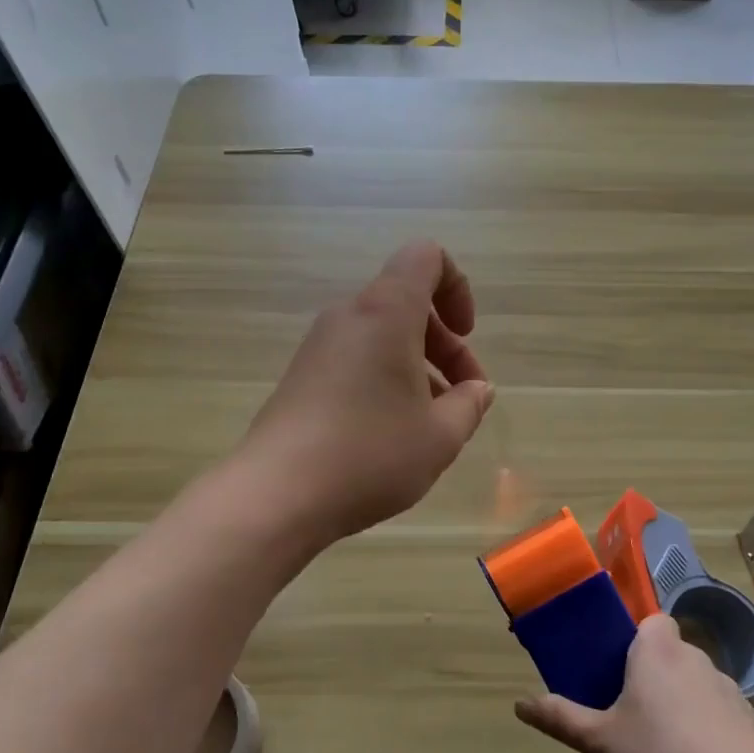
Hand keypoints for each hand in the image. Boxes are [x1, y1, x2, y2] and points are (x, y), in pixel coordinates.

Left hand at [241, 242, 493, 544]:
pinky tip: (393, 434)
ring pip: (382, 336)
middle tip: (463, 397)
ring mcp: (319, 346)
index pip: (426, 257)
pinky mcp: (302, 377)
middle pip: (407, 303)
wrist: (276, 494)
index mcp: (386, 312)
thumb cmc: (371, 454)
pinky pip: (356, 359)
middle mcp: (349, 316)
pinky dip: (385, 380)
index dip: (457, 287)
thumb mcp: (441, 435)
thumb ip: (470, 404)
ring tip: (433, 424)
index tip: (466, 334)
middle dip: (445, 344)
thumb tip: (477, 389)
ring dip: (417, 367)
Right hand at [515, 615, 753, 752]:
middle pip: (669, 652)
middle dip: (651, 674)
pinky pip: (717, 710)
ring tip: (661, 744)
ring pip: (693, 682)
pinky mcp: (749, 719)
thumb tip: (519, 704)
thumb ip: (561, 718)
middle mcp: (694, 657)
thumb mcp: (601, 741)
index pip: (651, 620)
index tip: (619, 669)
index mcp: (657, 651)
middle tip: (629, 712)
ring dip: (679, 700)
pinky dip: (705, 726)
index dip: (636, 639)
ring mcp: (727, 687)